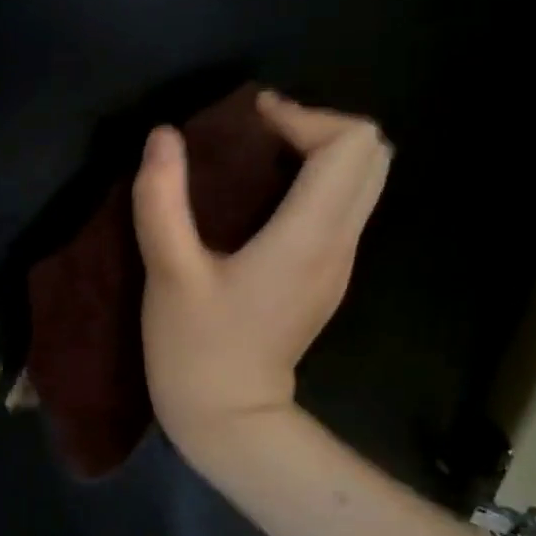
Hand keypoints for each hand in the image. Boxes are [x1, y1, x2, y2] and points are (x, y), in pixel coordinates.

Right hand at [132, 90, 389, 472]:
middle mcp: (339, 243)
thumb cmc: (195, 348)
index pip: (351, 145)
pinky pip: (344, 206)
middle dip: (320, 127)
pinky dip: (316, 182)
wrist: (231, 419)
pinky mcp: (328, 276)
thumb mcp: (168, 273)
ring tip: (259, 158)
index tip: (252, 123)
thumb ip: (161, 199)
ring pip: (364, 180)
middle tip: (259, 135)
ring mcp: (340, 263)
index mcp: (307, 237)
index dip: (306, 116)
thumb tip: (163, 136)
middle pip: (373, 155)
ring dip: (320, 153)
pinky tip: (262, 199)